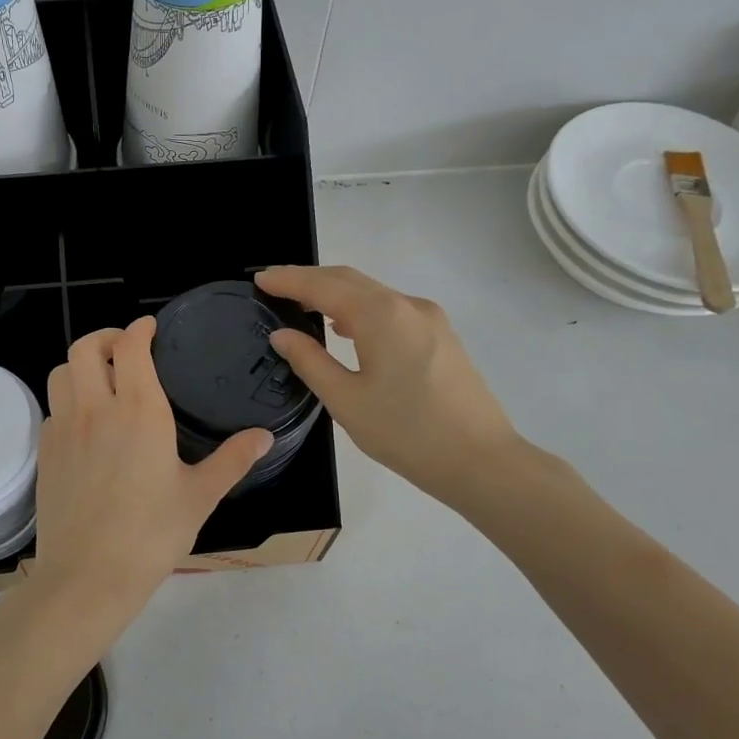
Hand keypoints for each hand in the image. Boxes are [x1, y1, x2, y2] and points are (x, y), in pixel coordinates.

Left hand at [29, 317, 271, 636]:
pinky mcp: (45, 452)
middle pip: (85, 347)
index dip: (139, 329)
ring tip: (102, 379)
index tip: (150, 327)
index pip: (131, 346)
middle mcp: (96, 408)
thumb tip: (264, 437)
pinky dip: (68, 399)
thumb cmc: (151, 535)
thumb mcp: (200, 496)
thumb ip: (232, 460)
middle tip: (125, 348)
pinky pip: (53, 407)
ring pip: (61, 372)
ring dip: (81, 364)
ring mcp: (64, 428)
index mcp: (139, 411)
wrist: (87, 575)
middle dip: (105, 336)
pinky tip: (86, 423)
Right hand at [257, 265, 522, 509]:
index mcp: (381, 315)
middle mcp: (407, 305)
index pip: (323, 285)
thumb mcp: (346, 401)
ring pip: (373, 293)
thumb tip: (282, 335)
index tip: (258, 278)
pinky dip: (360, 310)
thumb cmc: (406, 433)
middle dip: (309, 280)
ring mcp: (429, 319)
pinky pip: (391, 310)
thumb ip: (310, 361)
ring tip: (303, 307)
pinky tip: (346, 329)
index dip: (288, 279)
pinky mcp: (441, 336)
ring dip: (335, 294)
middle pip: (349, 280)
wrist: (480, 460)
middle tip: (274, 287)